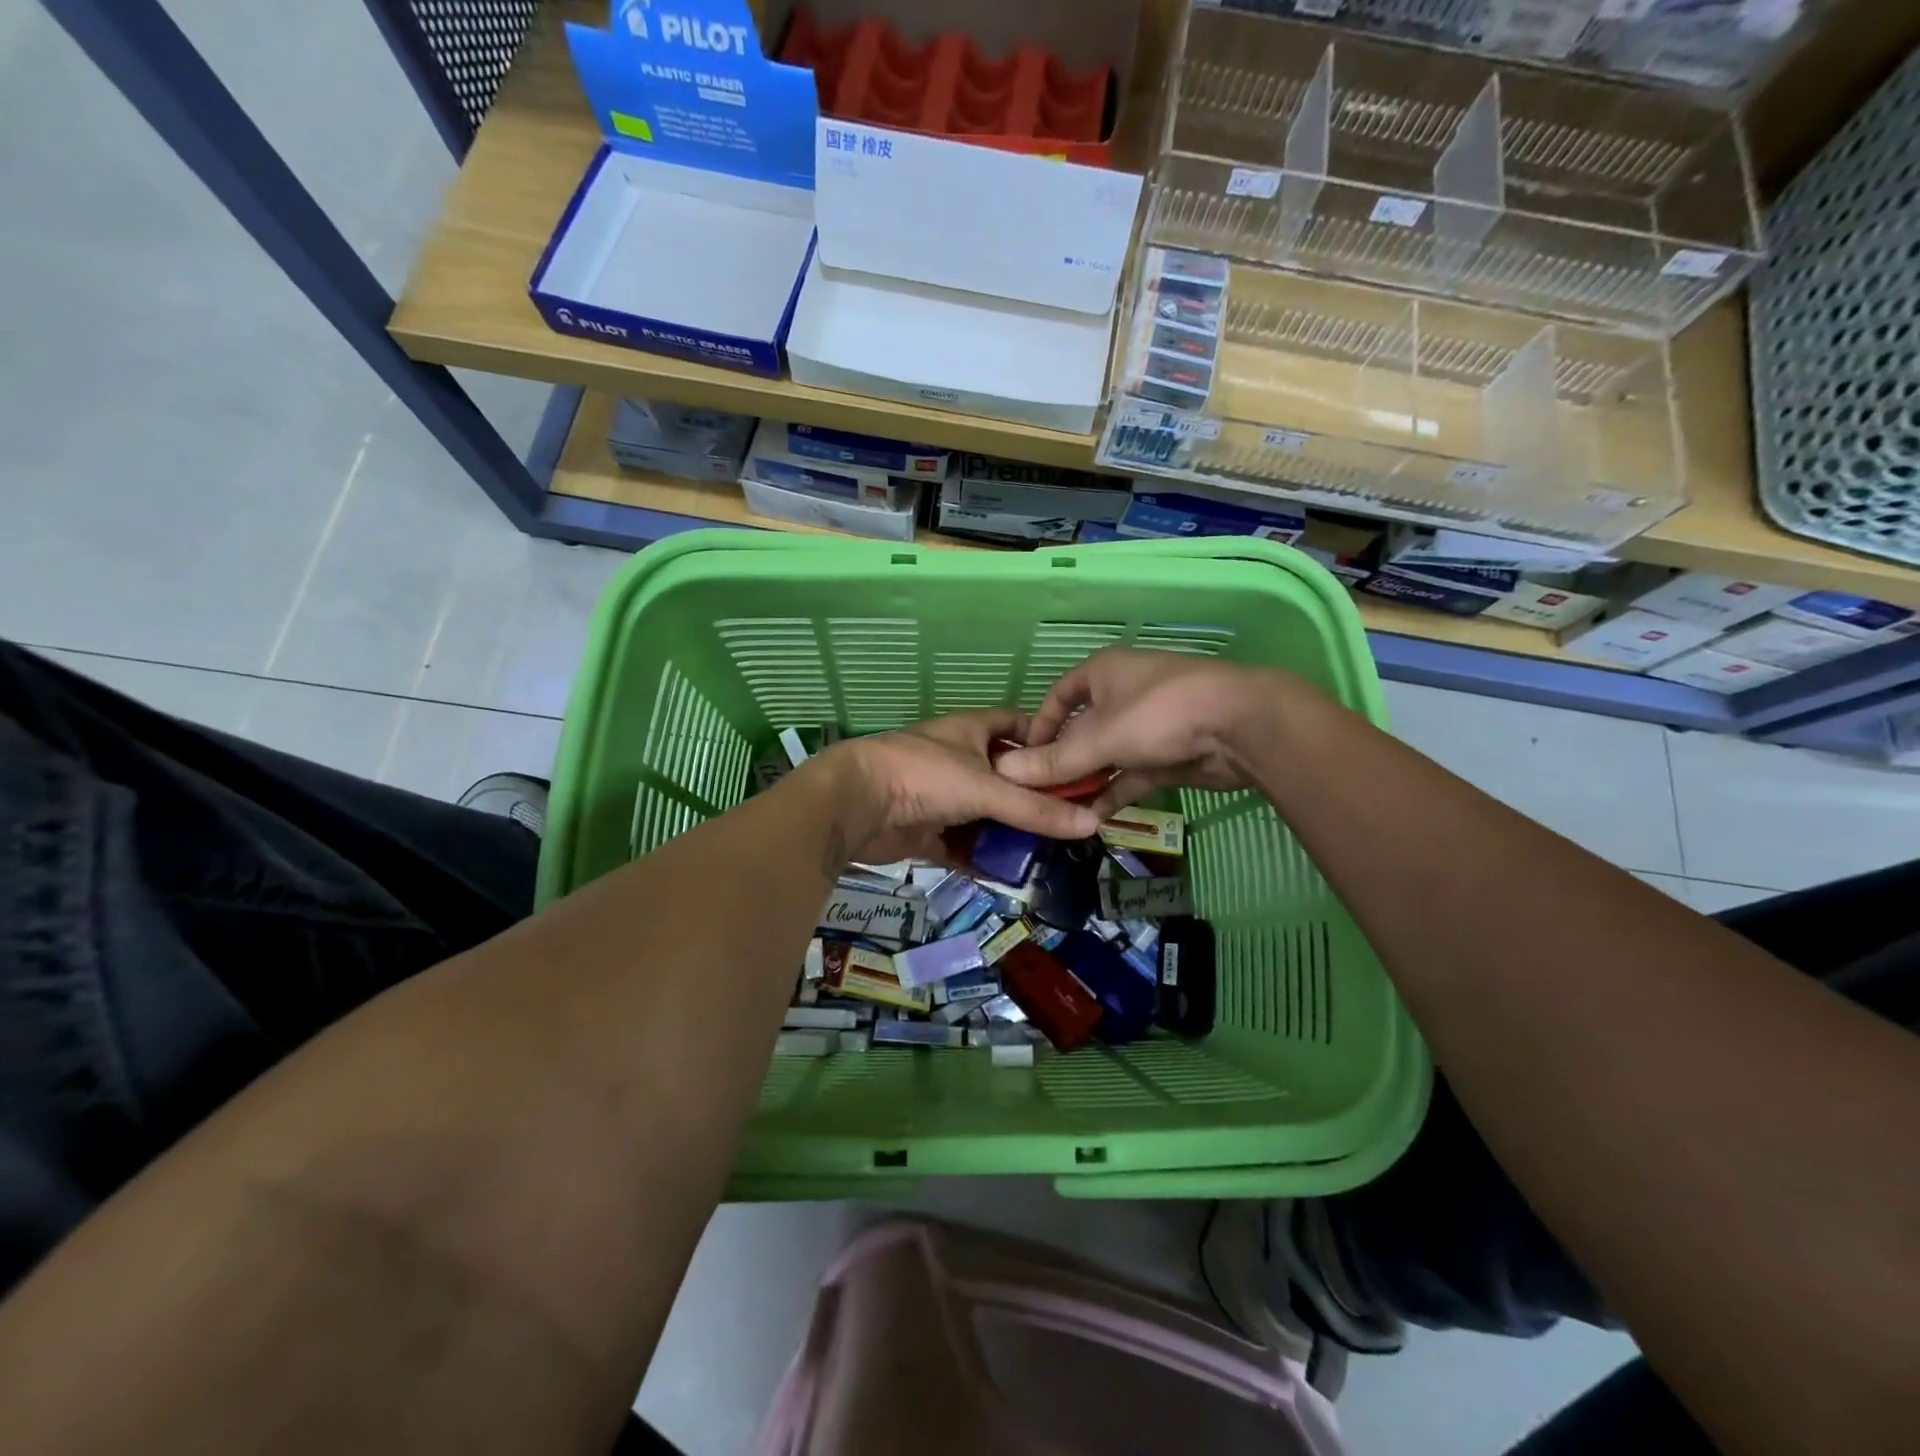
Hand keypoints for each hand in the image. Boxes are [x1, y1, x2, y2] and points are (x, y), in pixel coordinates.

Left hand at [812, 710, 1101, 867]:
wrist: (855, 803)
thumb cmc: (924, 776)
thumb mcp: (987, 788)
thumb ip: (1036, 809)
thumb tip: (1093, 823)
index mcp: (972, 730)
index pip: (1017, 725)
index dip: (1045, 740)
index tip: (1076, 765)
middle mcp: (958, 759)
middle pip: (1004, 777)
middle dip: (1031, 798)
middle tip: (1069, 821)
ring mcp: (940, 796)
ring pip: (983, 814)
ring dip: (1007, 833)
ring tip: (1048, 853)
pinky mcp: (925, 830)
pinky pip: (961, 845)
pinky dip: (980, 858)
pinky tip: (1008, 876)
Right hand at [994, 649, 1287, 816]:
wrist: (1239, 726)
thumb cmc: (1159, 714)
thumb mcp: (1100, 738)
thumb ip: (1054, 761)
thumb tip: (1004, 775)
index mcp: (1102, 674)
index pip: (1059, 696)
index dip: (1038, 726)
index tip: (1022, 758)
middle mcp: (1122, 695)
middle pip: (1080, 731)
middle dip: (1060, 763)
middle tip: (1037, 795)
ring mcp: (1147, 727)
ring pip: (1105, 757)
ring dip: (1085, 783)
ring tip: (1059, 814)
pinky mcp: (1166, 755)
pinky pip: (1129, 775)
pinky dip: (1112, 794)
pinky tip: (1091, 820)